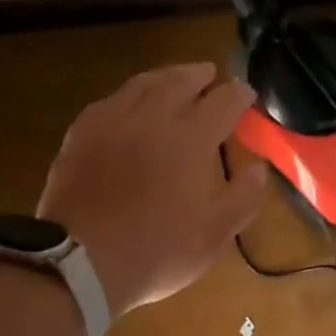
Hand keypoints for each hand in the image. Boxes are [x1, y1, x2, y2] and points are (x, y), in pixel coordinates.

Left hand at [37, 63, 268, 313]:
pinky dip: (128, 95)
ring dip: (164, 76)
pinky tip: (128, 103)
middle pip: (180, 81)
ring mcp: (112, 122)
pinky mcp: (81, 134)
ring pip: (142, 84)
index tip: (246, 92)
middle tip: (209, 73)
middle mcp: (153, 118)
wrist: (79, 262)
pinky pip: (110, 101)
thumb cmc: (156, 250)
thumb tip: (257, 168)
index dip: (238, 94)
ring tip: (173, 78)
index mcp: (190, 139)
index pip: (222, 102)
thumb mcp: (214, 235)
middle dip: (199, 74)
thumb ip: (242, 197)